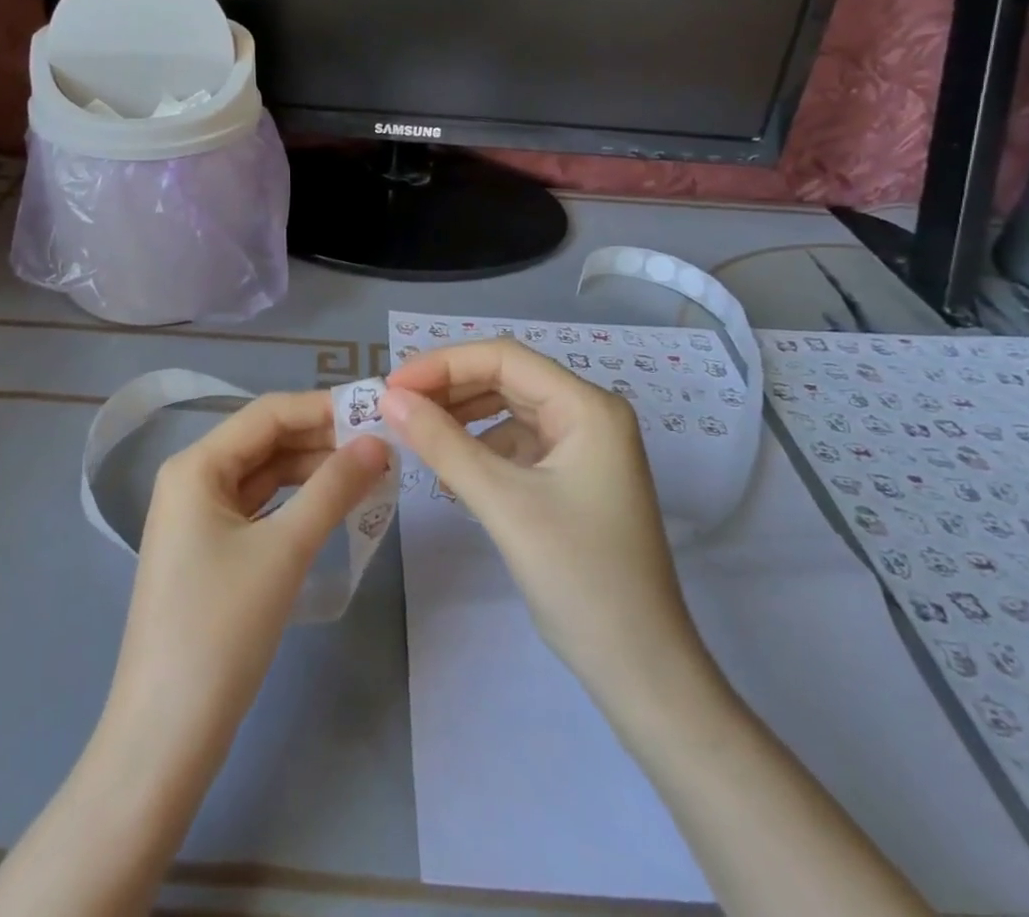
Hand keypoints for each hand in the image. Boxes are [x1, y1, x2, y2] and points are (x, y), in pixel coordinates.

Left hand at [108, 390, 389, 748]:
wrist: (165, 734)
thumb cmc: (221, 628)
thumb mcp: (284, 550)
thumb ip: (333, 488)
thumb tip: (378, 442)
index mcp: (196, 465)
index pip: (269, 414)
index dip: (324, 408)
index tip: (378, 412)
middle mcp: (192, 480)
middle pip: (266, 442)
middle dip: (323, 440)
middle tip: (384, 446)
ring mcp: (199, 517)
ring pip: (266, 476)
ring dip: (315, 472)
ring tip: (371, 473)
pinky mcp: (210, 551)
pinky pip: (260, 509)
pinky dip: (298, 503)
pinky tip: (336, 507)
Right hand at [380, 340, 711, 712]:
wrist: (639, 669)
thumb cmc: (579, 577)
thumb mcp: (504, 503)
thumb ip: (443, 444)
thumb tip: (389, 398)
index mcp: (587, 407)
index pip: (504, 358)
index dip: (443, 363)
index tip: (392, 385)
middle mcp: (588, 414)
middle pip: (506, 378)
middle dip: (448, 388)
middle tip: (394, 406)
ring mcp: (582, 447)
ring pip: (508, 409)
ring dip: (460, 415)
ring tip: (413, 430)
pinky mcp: (571, 477)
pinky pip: (515, 442)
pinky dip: (478, 446)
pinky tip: (448, 467)